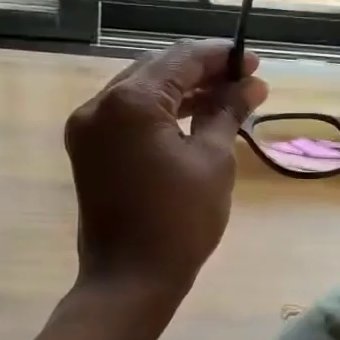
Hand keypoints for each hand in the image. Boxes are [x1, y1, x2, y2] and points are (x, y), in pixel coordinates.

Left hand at [64, 39, 267, 298]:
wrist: (129, 281)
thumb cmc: (179, 222)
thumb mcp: (212, 160)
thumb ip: (227, 111)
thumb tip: (251, 84)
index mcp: (129, 102)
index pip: (180, 60)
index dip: (220, 58)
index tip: (253, 63)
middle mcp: (99, 104)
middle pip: (157, 69)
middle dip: (201, 72)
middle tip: (243, 81)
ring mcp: (87, 127)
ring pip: (140, 91)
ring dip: (181, 91)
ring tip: (225, 98)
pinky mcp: (87, 149)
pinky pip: (126, 115)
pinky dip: (158, 113)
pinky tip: (192, 117)